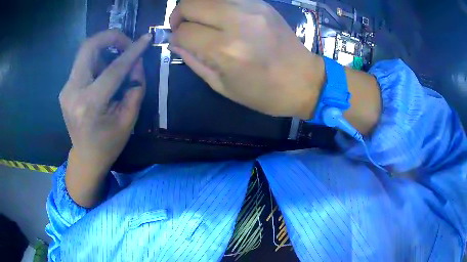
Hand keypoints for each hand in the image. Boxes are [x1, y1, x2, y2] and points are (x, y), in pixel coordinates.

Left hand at [59, 30, 150, 205]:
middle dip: (110, 37)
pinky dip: (97, 61)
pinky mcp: (66, 88)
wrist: (86, 157)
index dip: (132, 51)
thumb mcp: (128, 120)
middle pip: (89, 47)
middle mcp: (73, 91)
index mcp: (90, 104)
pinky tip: (104, 73)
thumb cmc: (108, 144)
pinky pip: (83, 64)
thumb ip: (135, 88)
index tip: (146, 39)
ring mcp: (66, 89)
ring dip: (104, 49)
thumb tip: (137, 63)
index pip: (113, 68)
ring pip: (85, 52)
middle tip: (126, 43)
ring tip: (117, 61)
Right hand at [169, 0, 324, 118]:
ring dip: (197, 6)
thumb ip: (194, 61)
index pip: (184, 31)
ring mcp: (252, 8)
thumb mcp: (223, 86)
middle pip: (191, 3)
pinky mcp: (262, 4)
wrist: (304, 80)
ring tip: (200, 20)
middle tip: (183, 27)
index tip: (178, 42)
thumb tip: (175, 43)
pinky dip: (216, 4)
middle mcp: (237, 21)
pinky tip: (219, 16)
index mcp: (226, 49)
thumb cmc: (264, 92)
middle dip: (179, 15)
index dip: (175, 37)